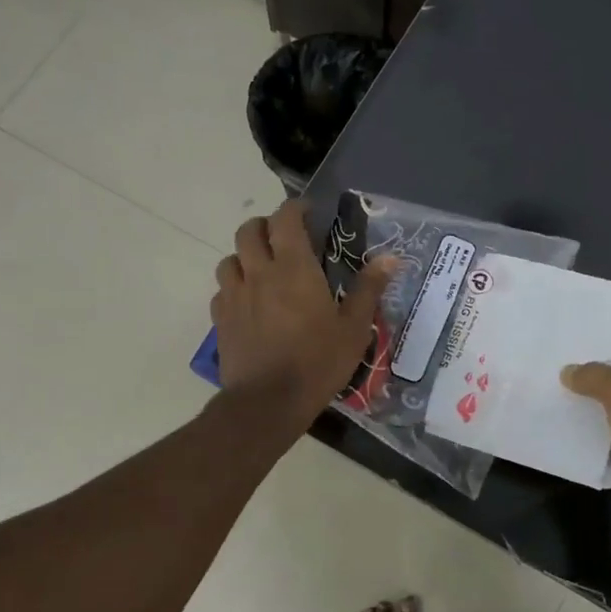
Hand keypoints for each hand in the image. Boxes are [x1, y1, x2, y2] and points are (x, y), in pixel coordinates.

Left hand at [213, 201, 393, 416]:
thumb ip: (368, 288)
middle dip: (266, 226)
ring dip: (245, 256)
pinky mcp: (220, 319)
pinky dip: (235, 286)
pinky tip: (249, 302)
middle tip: (285, 239)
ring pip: (230, 258)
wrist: (268, 402)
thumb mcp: (354, 327)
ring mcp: (235, 295)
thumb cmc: (317, 361)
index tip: (309, 214)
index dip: (295, 209)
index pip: (285, 219)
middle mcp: (259, 272)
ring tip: (263, 269)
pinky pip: (222, 290)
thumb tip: (390, 257)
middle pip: (249, 230)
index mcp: (294, 268)